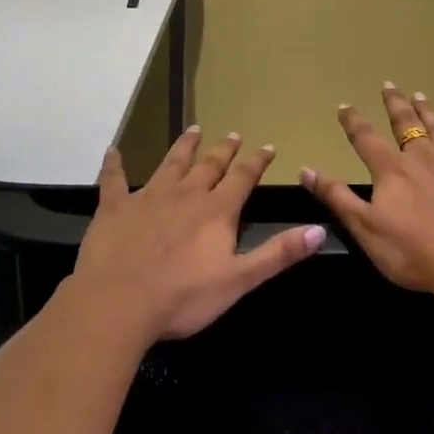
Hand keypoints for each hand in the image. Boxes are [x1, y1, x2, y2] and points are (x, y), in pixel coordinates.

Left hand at [68, 128, 324, 342]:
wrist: (119, 303)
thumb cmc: (183, 297)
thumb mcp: (239, 280)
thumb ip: (278, 254)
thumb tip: (320, 230)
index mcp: (216, 211)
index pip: (242, 178)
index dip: (257, 162)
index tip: (268, 146)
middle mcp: (185, 194)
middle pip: (208, 165)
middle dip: (223, 150)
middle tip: (232, 133)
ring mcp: (147, 197)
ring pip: (170, 164)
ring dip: (183, 147)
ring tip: (193, 130)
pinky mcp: (115, 207)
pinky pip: (113, 179)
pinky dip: (114, 164)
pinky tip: (113, 151)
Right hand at [302, 84, 433, 304]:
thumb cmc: (412, 250)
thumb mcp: (364, 227)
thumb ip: (336, 196)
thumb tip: (306, 169)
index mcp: (392, 170)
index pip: (366, 139)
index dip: (353, 121)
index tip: (345, 105)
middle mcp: (423, 159)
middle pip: (406, 125)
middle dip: (395, 104)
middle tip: (389, 85)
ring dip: (430, 114)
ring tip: (422, 96)